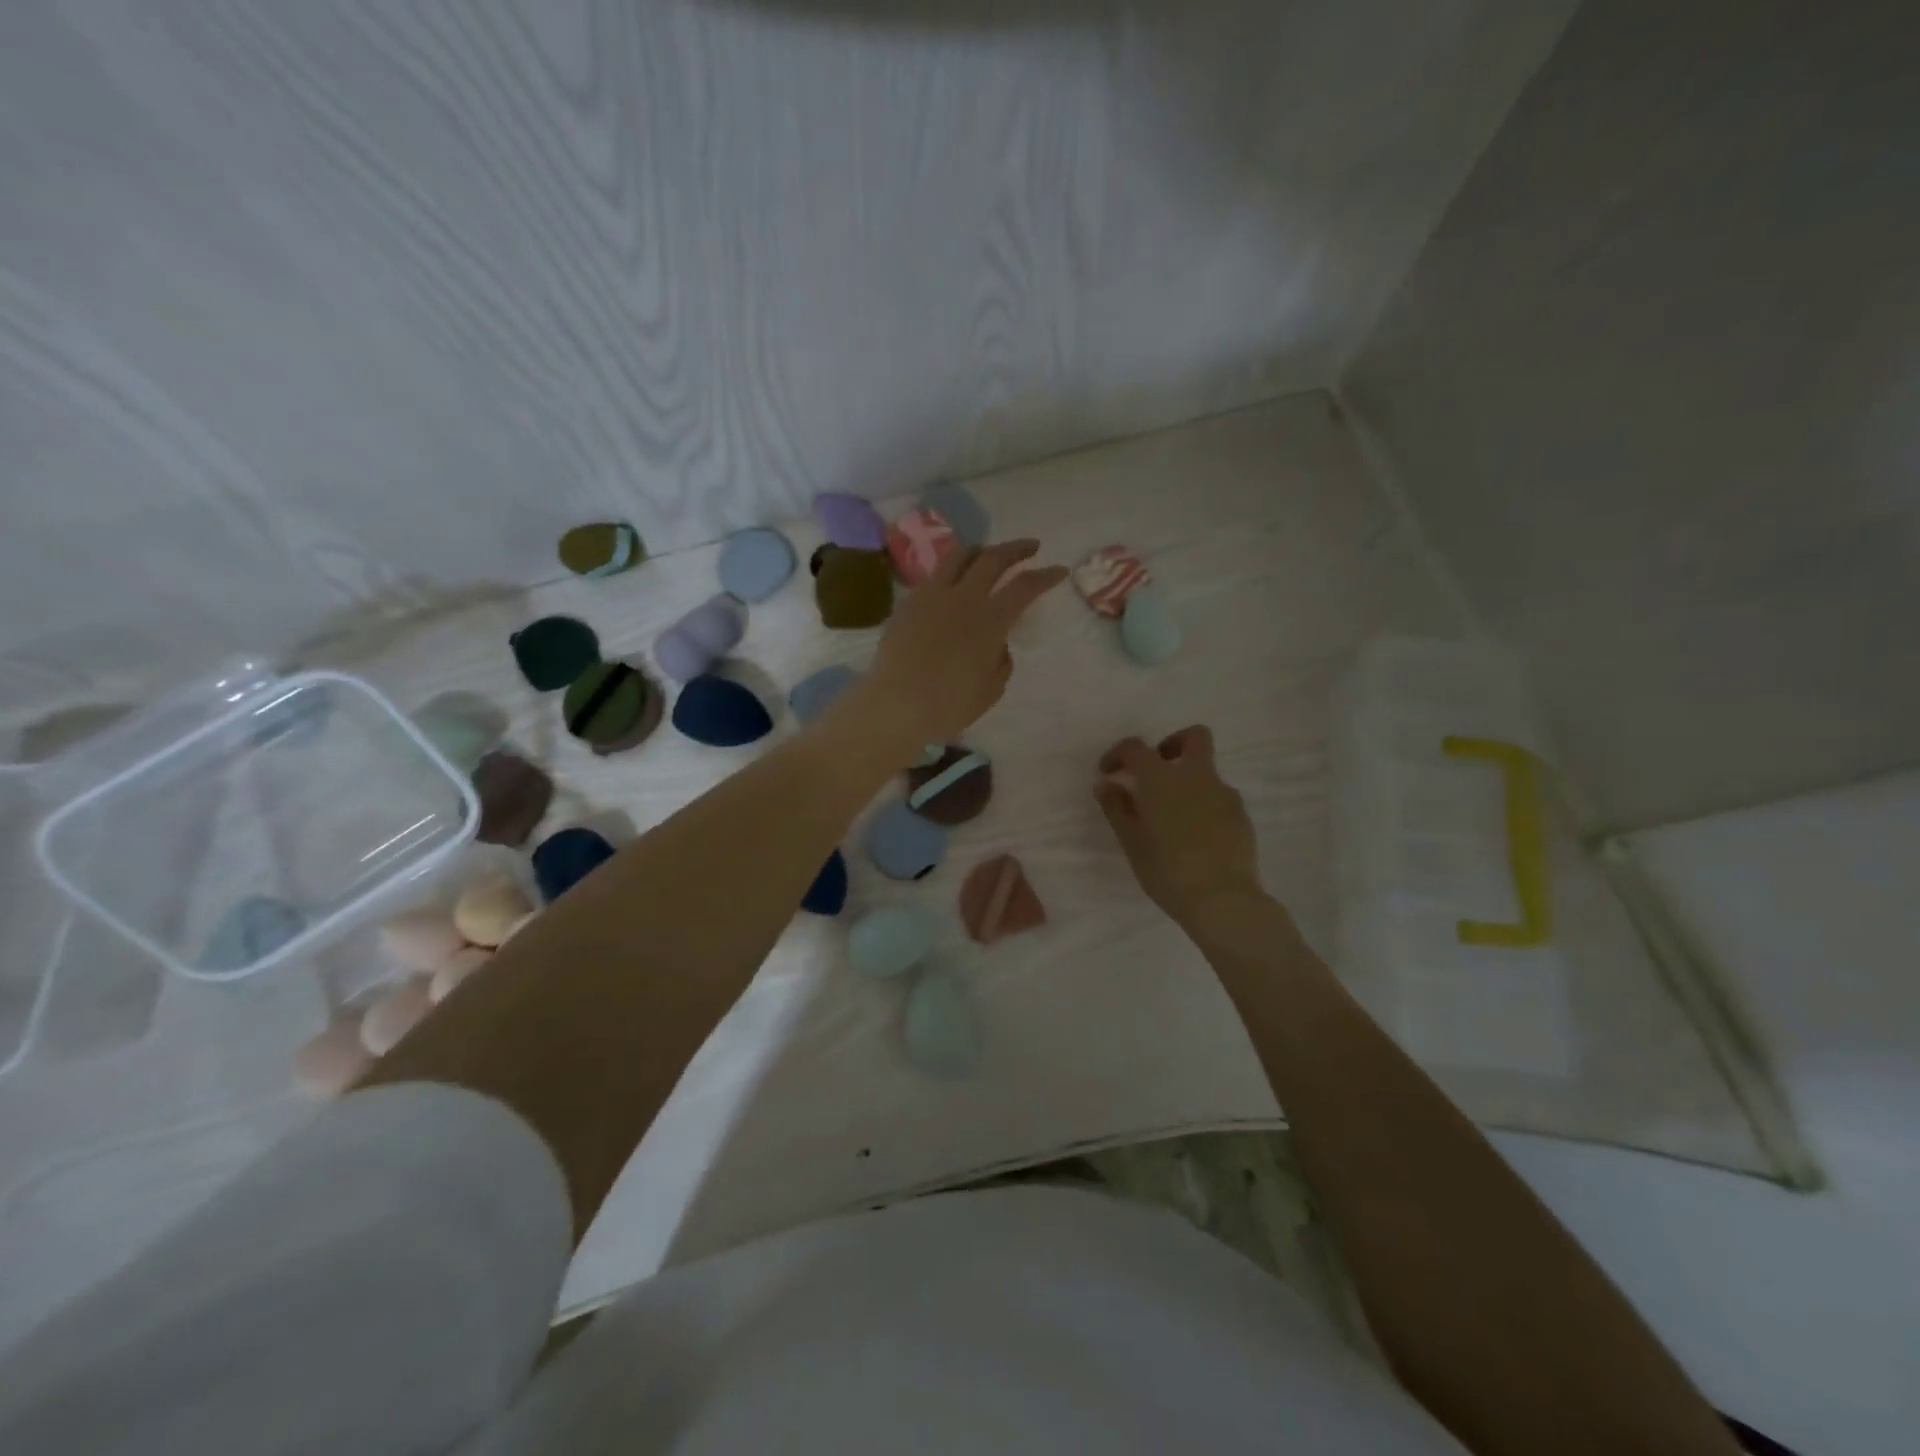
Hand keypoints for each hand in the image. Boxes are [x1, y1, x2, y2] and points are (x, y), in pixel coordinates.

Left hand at [858, 539, 1067, 750]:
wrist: (896, 704)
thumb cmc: (949, 704)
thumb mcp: (990, 690)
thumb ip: (1002, 662)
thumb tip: (999, 646)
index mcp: (990, 620)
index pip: (1025, 586)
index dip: (1046, 575)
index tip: (1059, 570)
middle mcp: (963, 597)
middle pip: (993, 558)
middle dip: (1016, 549)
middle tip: (1030, 547)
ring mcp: (932, 596)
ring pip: (959, 557)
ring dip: (980, 550)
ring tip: (988, 553)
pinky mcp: (908, 603)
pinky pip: (934, 576)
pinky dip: (952, 572)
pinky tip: (952, 583)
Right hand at [1095, 726, 1264, 928]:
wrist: (1222, 899)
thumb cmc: (1166, 871)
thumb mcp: (1131, 842)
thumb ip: (1116, 808)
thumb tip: (1106, 784)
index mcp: (1161, 779)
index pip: (1136, 748)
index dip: (1118, 754)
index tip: (1109, 772)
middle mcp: (1196, 776)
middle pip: (1194, 737)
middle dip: (1173, 744)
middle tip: (1155, 771)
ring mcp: (1224, 794)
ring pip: (1207, 772)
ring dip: (1188, 782)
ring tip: (1172, 818)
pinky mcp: (1241, 816)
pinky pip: (1219, 798)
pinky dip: (1204, 805)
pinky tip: (1196, 836)